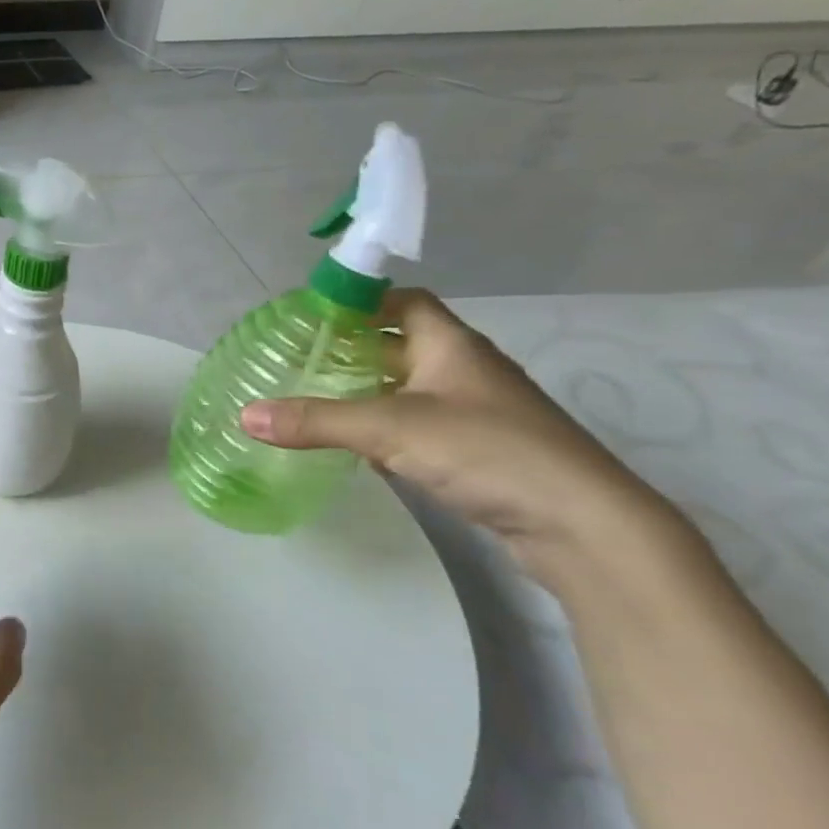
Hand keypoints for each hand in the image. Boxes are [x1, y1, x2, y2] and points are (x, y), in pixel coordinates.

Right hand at [240, 289, 692, 588]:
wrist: (584, 526)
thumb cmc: (489, 451)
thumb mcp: (391, 429)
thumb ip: (317, 420)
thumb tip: (245, 416)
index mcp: (452, 345)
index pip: (404, 302)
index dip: (361, 302)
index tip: (313, 316)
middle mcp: (466, 370)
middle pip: (401, 344)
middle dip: (353, 349)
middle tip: (301, 359)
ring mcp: (477, 413)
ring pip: (409, 388)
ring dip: (368, 391)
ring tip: (316, 399)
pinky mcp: (480, 452)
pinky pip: (420, 425)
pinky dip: (386, 428)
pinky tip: (357, 446)